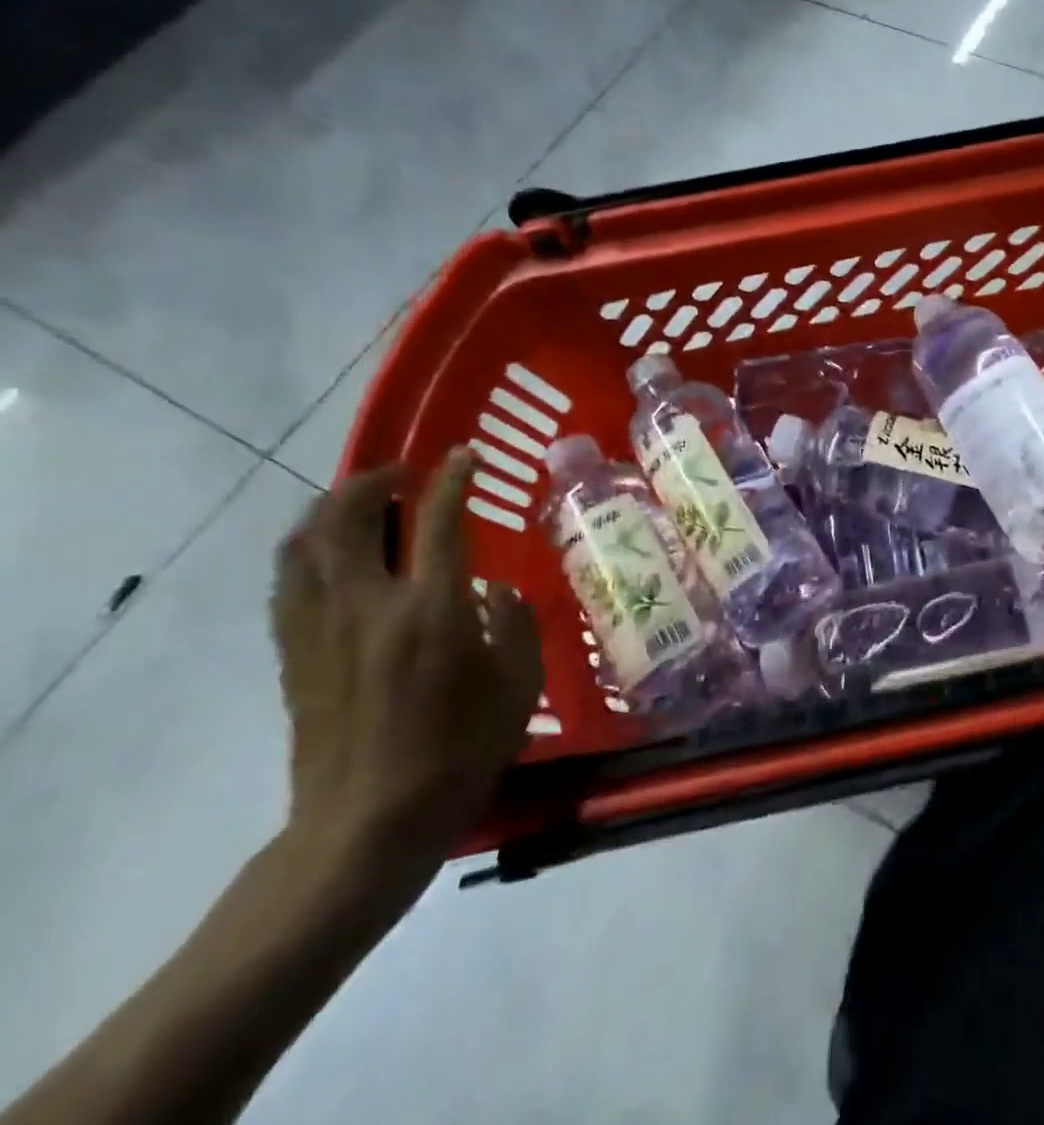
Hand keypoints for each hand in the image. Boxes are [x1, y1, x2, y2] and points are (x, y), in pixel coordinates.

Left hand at [270, 450, 542, 886]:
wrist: (367, 823)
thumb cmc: (460, 751)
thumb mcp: (518, 685)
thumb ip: (515, 625)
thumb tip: (494, 590)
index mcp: (432, 610)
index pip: (438, 521)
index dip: (453, 478)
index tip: (466, 455)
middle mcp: (368, 606)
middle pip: (346, 518)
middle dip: (371, 482)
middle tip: (401, 475)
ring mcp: (320, 629)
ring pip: (304, 545)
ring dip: (329, 510)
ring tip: (360, 505)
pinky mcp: (293, 655)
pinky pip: (289, 582)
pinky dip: (307, 551)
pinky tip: (332, 557)